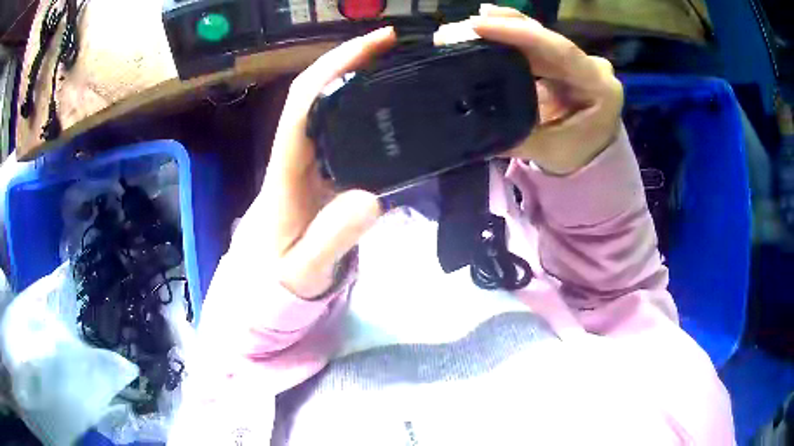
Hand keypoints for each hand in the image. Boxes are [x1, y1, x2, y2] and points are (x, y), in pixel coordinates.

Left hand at [241, 28, 396, 298]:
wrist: (265, 287)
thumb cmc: (277, 280)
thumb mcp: (303, 270)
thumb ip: (330, 240)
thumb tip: (370, 198)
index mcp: (285, 170)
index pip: (304, 103)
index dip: (336, 67)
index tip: (374, 44)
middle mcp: (294, 155)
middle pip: (316, 91)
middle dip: (351, 59)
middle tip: (395, 44)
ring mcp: (308, 161)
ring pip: (328, 106)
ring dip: (357, 77)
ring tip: (397, 63)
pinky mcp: (321, 171)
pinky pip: (340, 129)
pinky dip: (363, 107)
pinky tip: (388, 105)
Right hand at [468, 5, 623, 174]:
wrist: (591, 159)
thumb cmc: (575, 157)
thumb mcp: (544, 151)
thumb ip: (513, 132)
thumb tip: (471, 114)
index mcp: (599, 88)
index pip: (559, 50)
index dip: (519, 33)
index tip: (479, 26)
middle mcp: (592, 66)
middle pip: (545, 38)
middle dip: (503, 28)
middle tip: (463, 27)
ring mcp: (578, 61)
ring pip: (538, 36)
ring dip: (502, 29)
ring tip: (468, 27)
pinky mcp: (563, 61)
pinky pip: (535, 44)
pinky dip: (509, 38)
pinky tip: (484, 30)